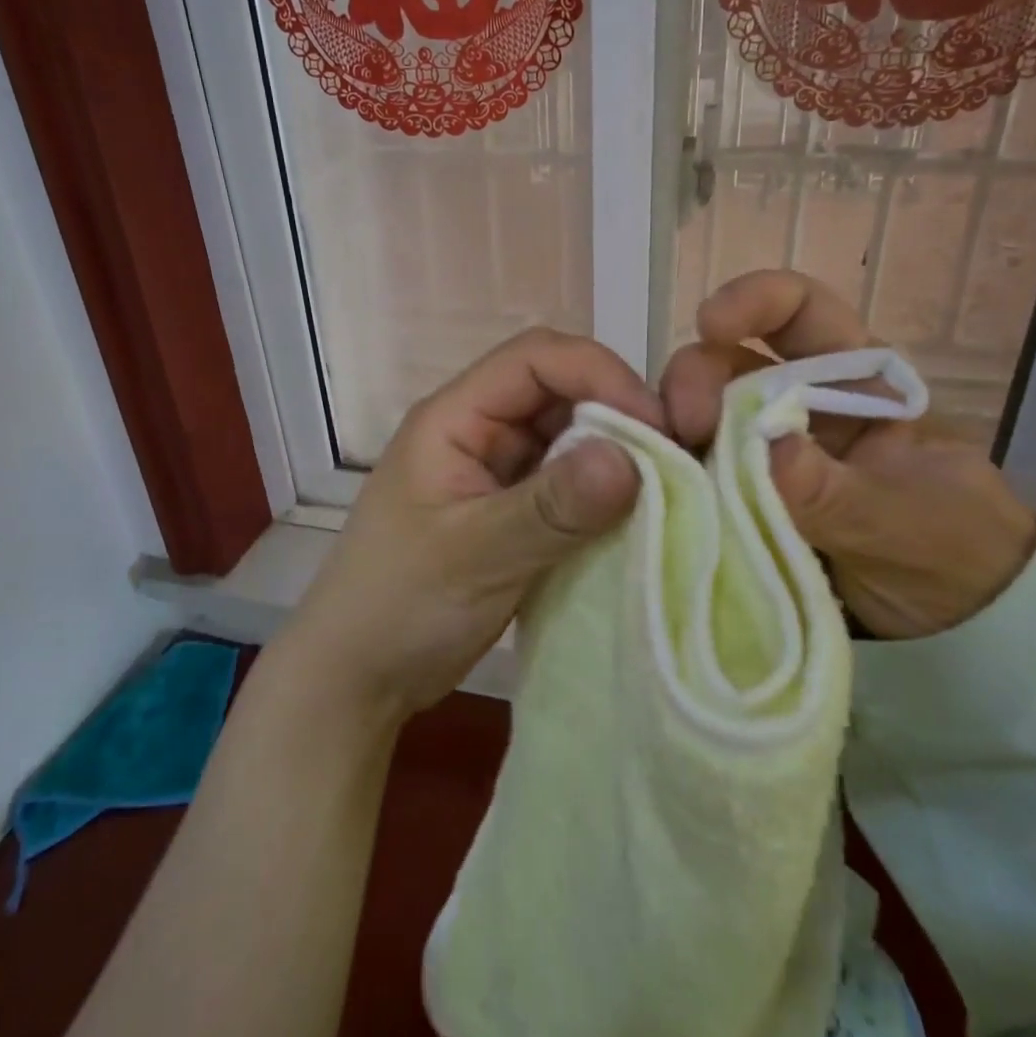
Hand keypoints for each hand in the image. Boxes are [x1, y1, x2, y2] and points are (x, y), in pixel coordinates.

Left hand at [290, 327, 660, 718]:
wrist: (358, 677)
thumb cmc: (398, 606)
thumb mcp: (473, 554)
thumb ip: (550, 507)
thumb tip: (633, 458)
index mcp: (455, 417)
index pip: (535, 359)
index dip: (600, 375)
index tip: (657, 426)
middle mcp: (480, 432)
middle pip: (560, 392)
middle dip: (619, 415)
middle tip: (676, 462)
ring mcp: (498, 473)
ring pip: (571, 439)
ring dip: (616, 457)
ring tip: (668, 492)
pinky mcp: (515, 513)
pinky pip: (570, 485)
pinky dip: (604, 496)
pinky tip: (637, 520)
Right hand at [662, 270, 1035, 638]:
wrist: (957, 628)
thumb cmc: (954, 549)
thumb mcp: (902, 519)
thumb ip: (832, 490)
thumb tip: (762, 449)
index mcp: (852, 378)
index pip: (798, 310)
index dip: (753, 301)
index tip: (709, 325)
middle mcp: (796, 401)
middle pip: (728, 362)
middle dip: (696, 380)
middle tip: (683, 428)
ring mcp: (760, 449)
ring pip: (699, 415)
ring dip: (672, 431)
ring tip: (662, 468)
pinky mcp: (737, 494)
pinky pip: (694, 471)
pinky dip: (672, 475)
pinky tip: (659, 491)